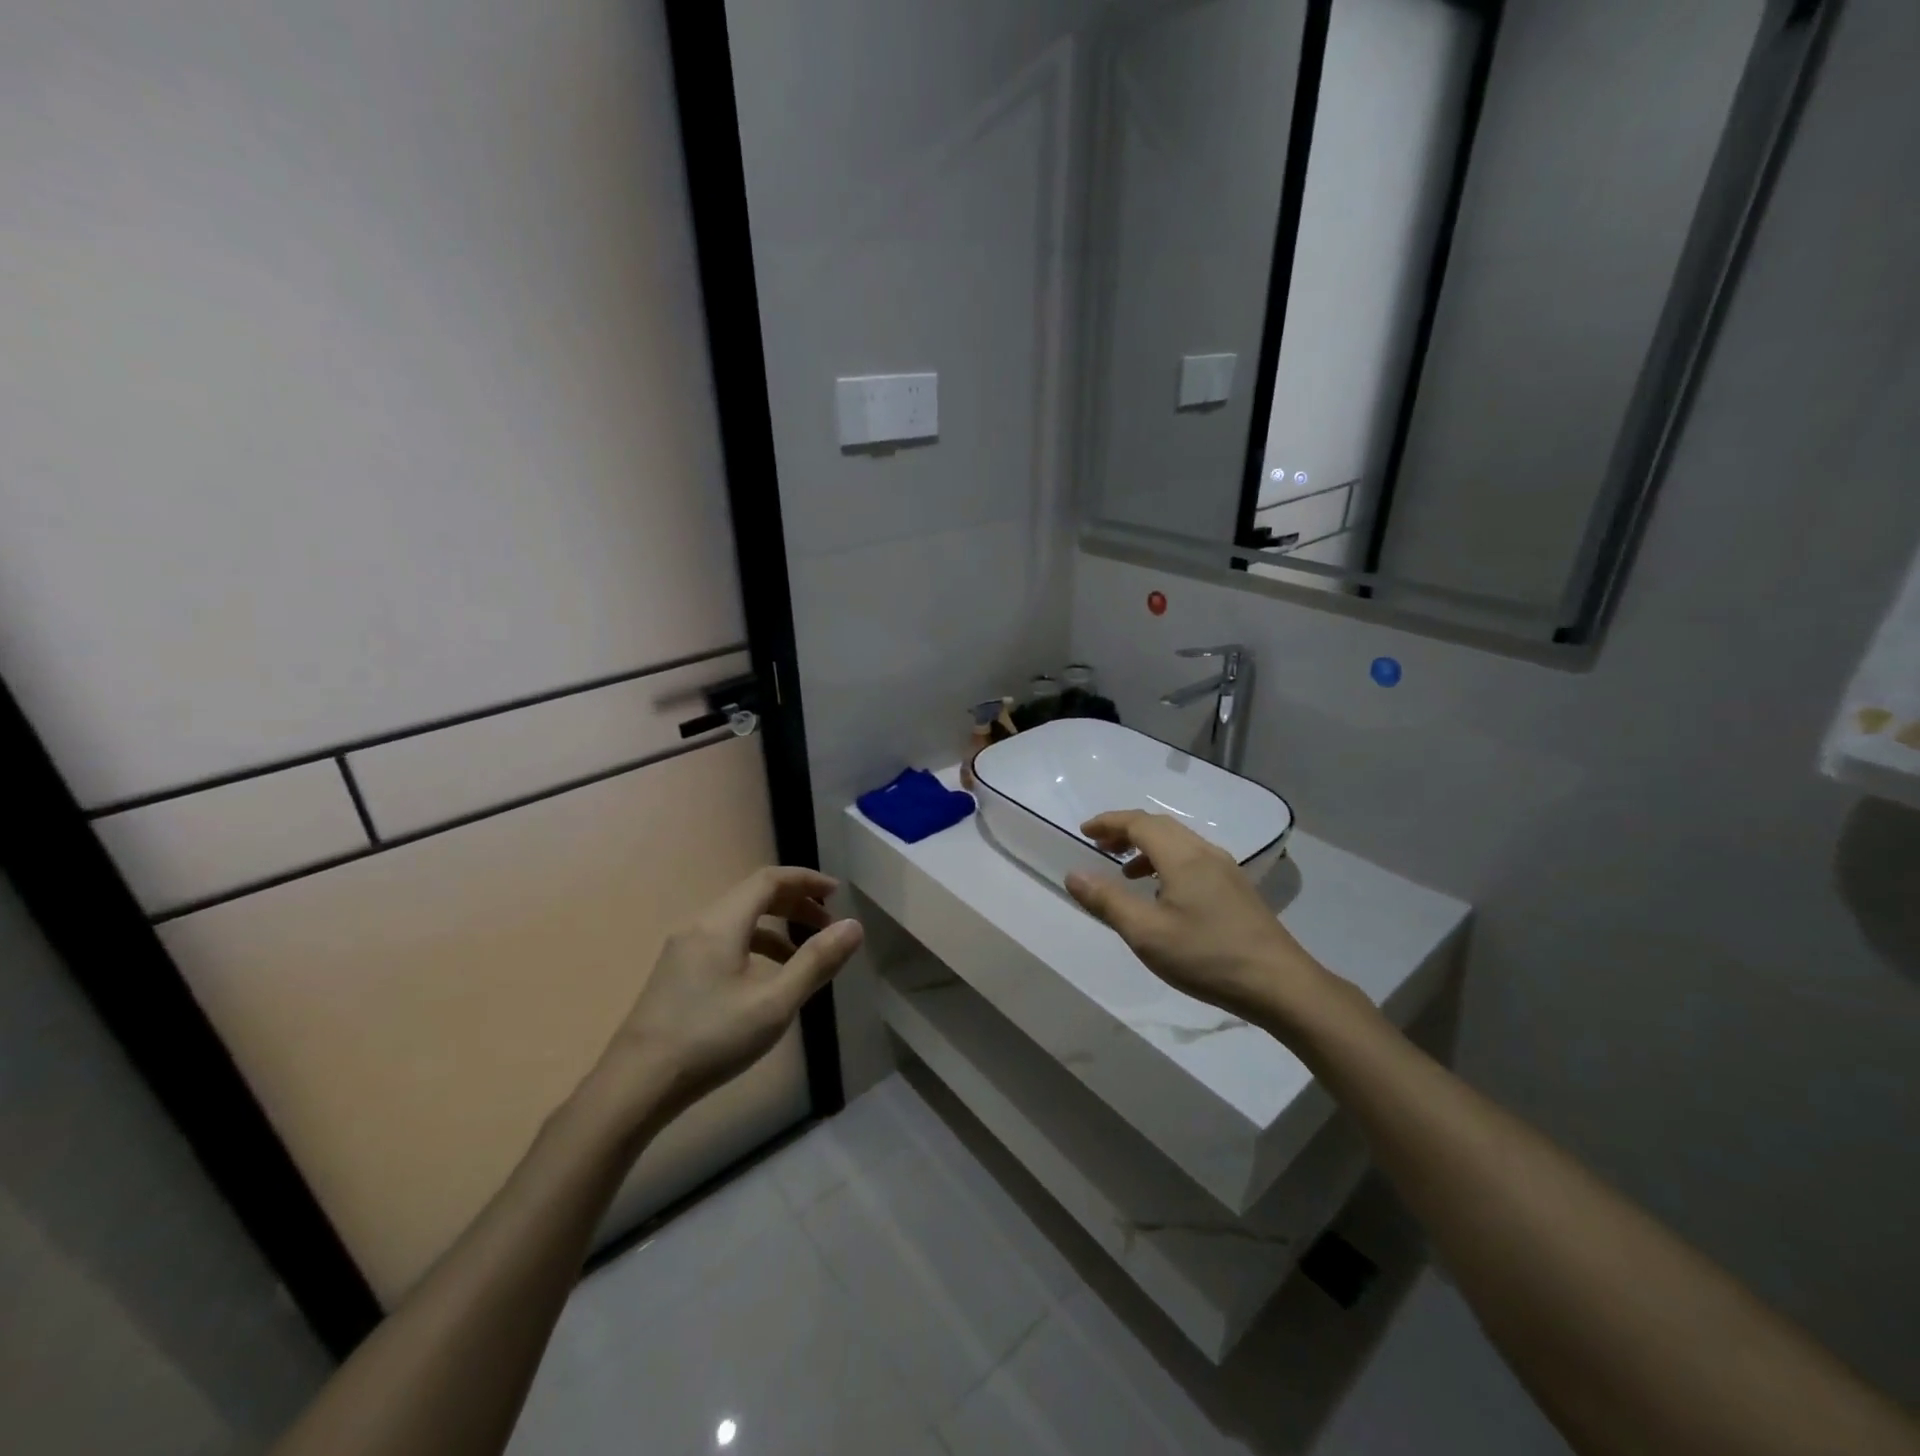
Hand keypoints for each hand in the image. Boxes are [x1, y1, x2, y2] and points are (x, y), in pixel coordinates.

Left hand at [601, 867, 862, 1120]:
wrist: (635, 1087)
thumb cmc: (710, 1039)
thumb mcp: (774, 1003)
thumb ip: (816, 962)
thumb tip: (854, 926)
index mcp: (722, 923)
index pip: (769, 880)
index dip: (806, 880)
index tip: (837, 894)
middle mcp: (700, 926)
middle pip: (754, 896)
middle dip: (795, 903)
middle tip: (828, 924)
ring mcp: (683, 950)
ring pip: (738, 921)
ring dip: (777, 927)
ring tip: (805, 955)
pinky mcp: (676, 974)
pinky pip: (724, 941)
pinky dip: (755, 946)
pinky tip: (767, 980)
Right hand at [1065, 811, 1329, 1027]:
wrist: (1279, 985)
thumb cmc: (1206, 956)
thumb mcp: (1146, 933)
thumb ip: (1107, 901)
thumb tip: (1073, 874)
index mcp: (1182, 857)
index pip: (1138, 822)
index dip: (1108, 823)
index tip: (1084, 832)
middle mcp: (1205, 853)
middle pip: (1160, 827)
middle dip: (1126, 831)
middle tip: (1100, 847)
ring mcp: (1226, 870)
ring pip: (1179, 843)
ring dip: (1147, 848)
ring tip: (1126, 873)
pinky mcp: (1236, 889)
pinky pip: (1193, 859)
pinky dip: (1167, 863)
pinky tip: (1163, 895)